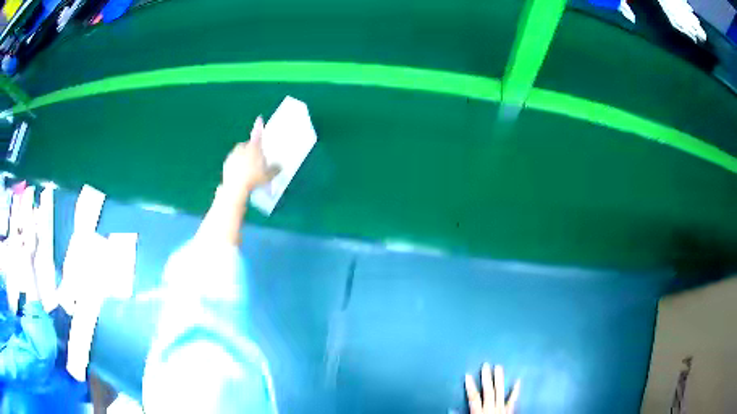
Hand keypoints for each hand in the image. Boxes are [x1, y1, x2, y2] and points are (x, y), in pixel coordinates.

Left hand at [222, 116, 279, 198]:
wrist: (235, 188)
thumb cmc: (254, 179)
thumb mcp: (269, 175)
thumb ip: (275, 169)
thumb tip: (279, 166)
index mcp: (254, 147)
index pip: (258, 134)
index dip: (259, 126)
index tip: (259, 119)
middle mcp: (242, 148)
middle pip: (249, 145)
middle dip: (252, 150)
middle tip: (257, 161)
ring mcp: (233, 155)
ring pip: (240, 153)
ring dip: (244, 158)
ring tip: (249, 170)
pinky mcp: (226, 164)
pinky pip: (234, 162)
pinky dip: (237, 165)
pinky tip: (241, 175)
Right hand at [465, 363, 519, 413]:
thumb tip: (451, 410)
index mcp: (479, 412)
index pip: (474, 397)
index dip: (470, 386)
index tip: (468, 375)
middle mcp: (491, 409)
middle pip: (489, 391)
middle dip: (486, 378)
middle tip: (486, 365)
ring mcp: (502, 409)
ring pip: (500, 392)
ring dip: (499, 379)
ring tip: (499, 367)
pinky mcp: (510, 411)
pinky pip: (513, 400)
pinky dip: (515, 390)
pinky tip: (518, 381)